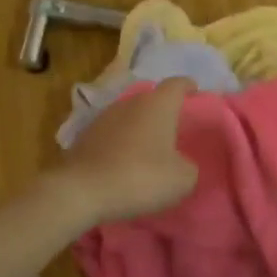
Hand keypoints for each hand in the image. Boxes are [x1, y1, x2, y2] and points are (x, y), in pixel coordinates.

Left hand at [53, 76, 199, 225]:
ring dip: (140, 127)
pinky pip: (112, 134)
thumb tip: (179, 163)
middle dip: (163, 110)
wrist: (82, 192)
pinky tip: (125, 161)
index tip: (195, 91)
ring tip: (149, 147)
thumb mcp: (182, 179)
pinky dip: (121, 142)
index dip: (188, 86)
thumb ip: (188, 165)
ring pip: (129, 116)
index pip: (177, 84)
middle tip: (175, 128)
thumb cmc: (141, 177)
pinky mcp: (85, 137)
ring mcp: (104, 118)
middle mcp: (130, 103)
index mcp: (158, 105)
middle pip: (151, 99)